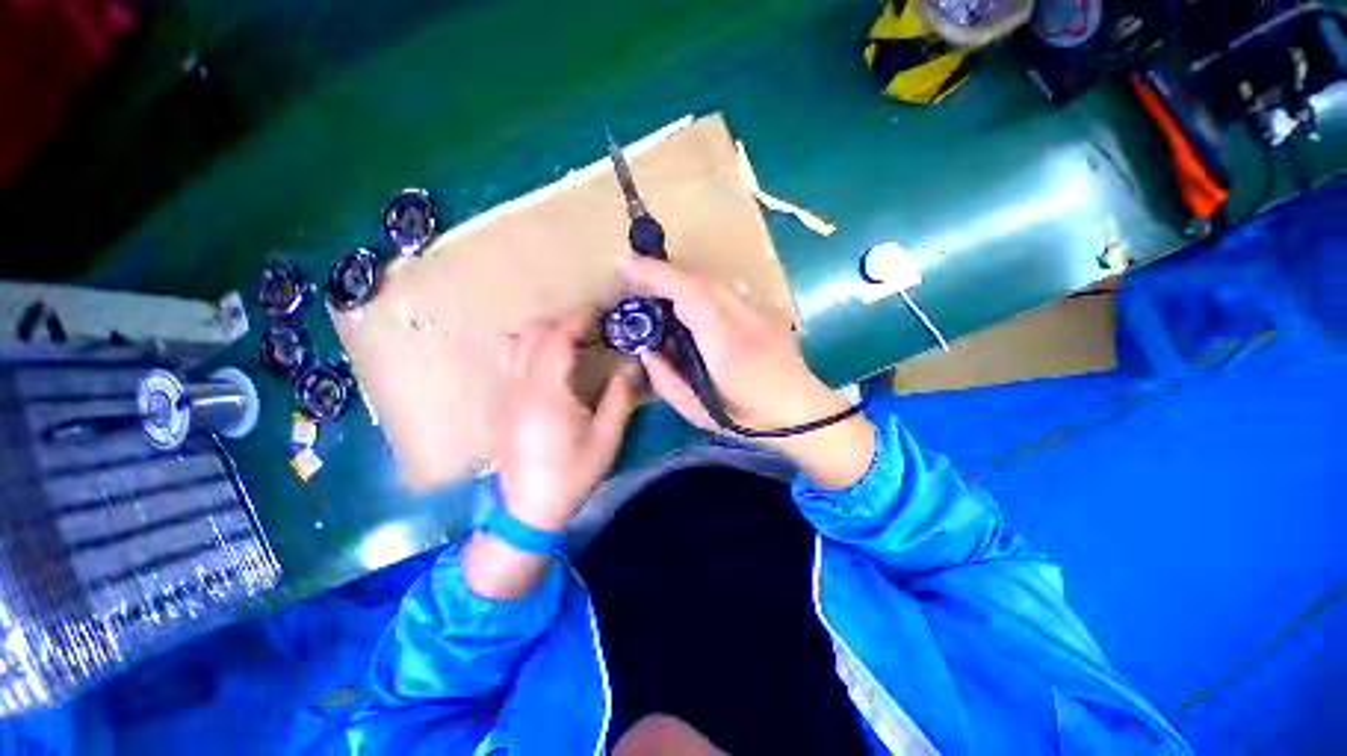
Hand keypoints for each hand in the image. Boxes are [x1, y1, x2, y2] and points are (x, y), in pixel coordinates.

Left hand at [496, 313, 638, 531]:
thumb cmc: (572, 474)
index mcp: (547, 394)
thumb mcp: (606, 437)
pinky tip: (549, 363)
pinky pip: (508, 360)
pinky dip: (528, 347)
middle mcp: (519, 387)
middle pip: (531, 335)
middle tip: (590, 328)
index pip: (556, 339)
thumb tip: (631, 365)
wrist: (529, 507)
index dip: (577, 320)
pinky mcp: (501, 404)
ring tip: (568, 341)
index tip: (599, 313)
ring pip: (513, 344)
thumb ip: (620, 397)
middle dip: (561, 322)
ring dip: (541, 333)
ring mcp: (505, 394)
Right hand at [620, 256, 874, 488]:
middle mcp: (742, 316)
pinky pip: (724, 291)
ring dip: (681, 282)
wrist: (802, 413)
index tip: (624, 264)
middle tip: (634, 282)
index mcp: (724, 341)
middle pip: (697, 280)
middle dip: (662, 275)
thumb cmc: (747, 418)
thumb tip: (646, 351)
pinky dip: (700, 290)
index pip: (686, 293)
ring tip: (657, 293)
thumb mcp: (696, 411)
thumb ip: (665, 380)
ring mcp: (757, 310)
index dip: (654, 275)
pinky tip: (690, 306)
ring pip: (711, 282)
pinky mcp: (763, 311)